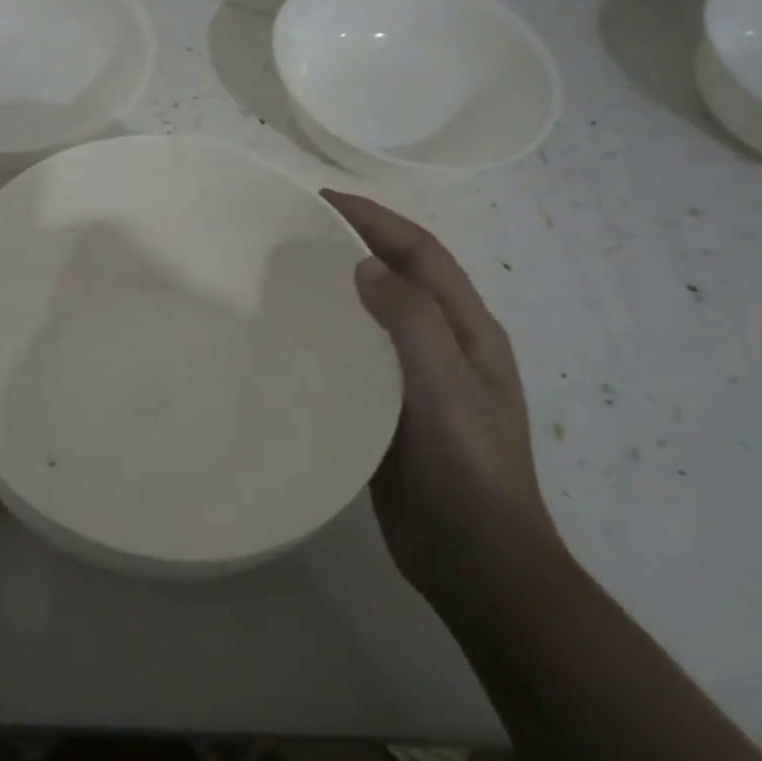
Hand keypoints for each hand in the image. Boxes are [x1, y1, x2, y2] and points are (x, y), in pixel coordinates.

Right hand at [325, 191, 558, 596]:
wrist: (474, 560)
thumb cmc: (469, 467)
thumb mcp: (447, 385)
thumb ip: (410, 320)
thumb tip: (364, 268)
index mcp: (468, 330)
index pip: (421, 254)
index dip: (376, 220)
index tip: (322, 200)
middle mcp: (443, 347)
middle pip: (399, 279)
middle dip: (356, 246)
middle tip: (296, 234)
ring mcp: (416, 383)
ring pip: (375, 320)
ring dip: (341, 292)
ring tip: (286, 279)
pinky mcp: (387, 415)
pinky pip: (357, 364)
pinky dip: (331, 341)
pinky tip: (293, 344)